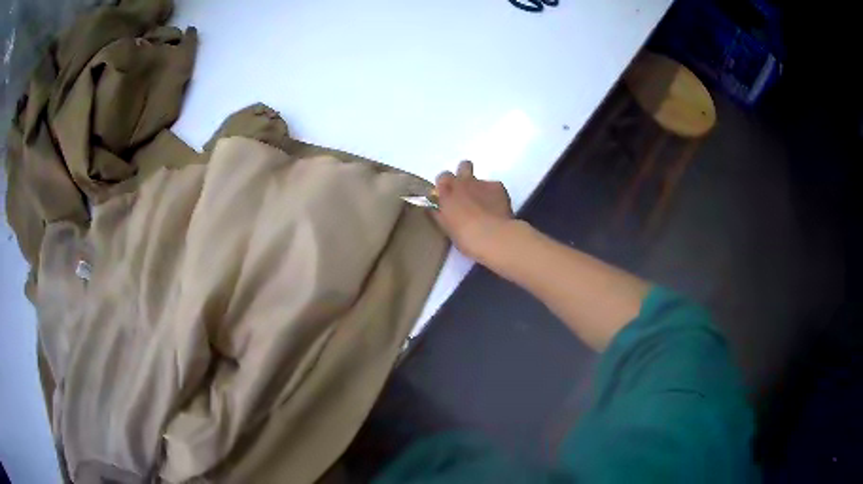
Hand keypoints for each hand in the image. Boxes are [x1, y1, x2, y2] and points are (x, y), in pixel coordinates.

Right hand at [433, 160, 513, 261]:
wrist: (491, 236)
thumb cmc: (464, 236)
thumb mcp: (446, 227)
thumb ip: (439, 214)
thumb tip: (433, 209)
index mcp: (447, 192)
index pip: (443, 177)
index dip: (447, 184)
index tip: (449, 194)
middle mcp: (463, 182)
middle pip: (464, 165)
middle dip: (466, 174)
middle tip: (468, 191)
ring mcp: (482, 182)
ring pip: (481, 178)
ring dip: (481, 187)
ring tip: (485, 204)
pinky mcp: (498, 186)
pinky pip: (495, 187)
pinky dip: (496, 196)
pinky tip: (498, 209)